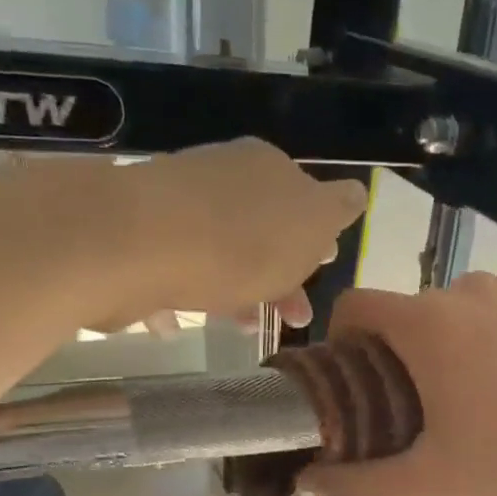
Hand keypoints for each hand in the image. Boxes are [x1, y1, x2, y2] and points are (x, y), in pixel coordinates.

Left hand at [118, 139, 366, 328]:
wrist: (140, 242)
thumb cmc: (243, 239)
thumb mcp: (312, 221)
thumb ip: (337, 208)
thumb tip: (356, 193)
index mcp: (268, 168)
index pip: (304, 199)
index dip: (316, 239)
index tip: (324, 270)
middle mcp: (223, 178)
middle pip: (263, 231)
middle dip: (281, 276)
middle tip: (292, 316)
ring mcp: (178, 207)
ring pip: (222, 254)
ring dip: (239, 292)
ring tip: (245, 327)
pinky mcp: (140, 239)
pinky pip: (176, 270)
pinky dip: (187, 296)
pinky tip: (182, 324)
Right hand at [298, 271, 496, 495]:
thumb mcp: (433, 486)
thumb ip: (360, 482)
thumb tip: (307, 479)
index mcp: (427, 326)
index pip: (357, 304)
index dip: (345, 338)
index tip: (359, 377)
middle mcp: (470, 288)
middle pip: (417, 312)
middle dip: (413, 352)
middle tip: (434, 408)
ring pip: (472, 307)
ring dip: (468, 340)